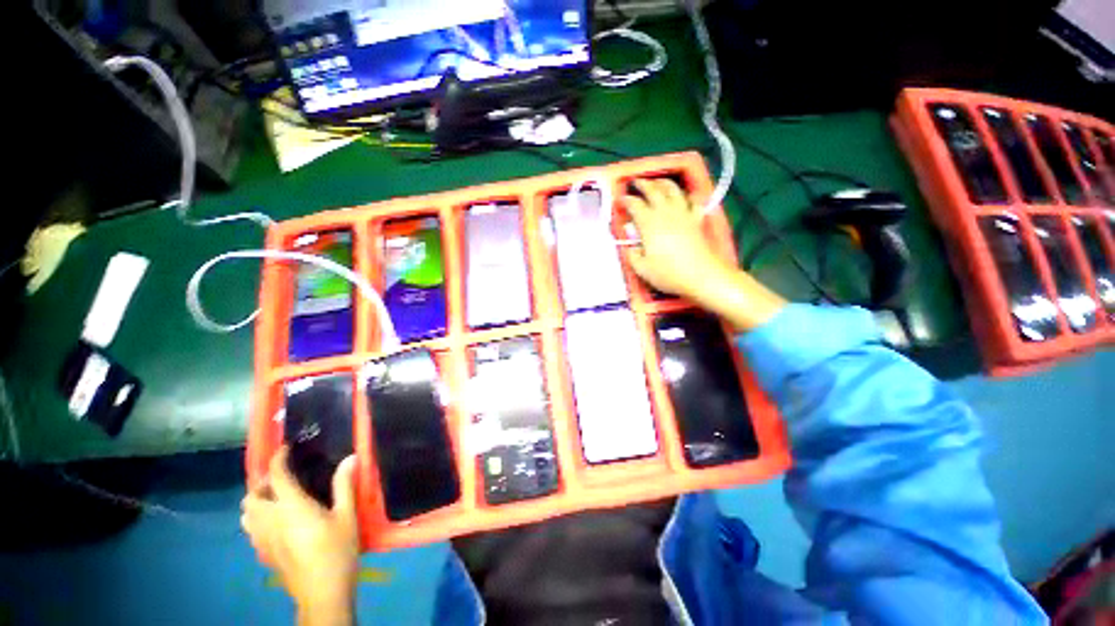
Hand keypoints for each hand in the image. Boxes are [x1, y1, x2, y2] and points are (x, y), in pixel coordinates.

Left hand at [241, 448, 358, 625]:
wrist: (322, 592)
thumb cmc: (337, 550)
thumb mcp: (347, 516)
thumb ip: (344, 485)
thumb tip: (351, 458)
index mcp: (291, 507)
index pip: (276, 477)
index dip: (278, 459)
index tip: (286, 449)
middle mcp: (270, 520)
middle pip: (252, 496)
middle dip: (262, 482)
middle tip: (282, 477)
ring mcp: (263, 540)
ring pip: (246, 514)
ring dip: (256, 501)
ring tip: (275, 498)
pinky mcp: (263, 553)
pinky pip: (251, 530)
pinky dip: (257, 519)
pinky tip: (276, 522)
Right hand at [621, 179, 729, 299]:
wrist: (701, 276)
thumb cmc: (668, 273)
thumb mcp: (642, 269)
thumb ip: (632, 255)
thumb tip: (630, 247)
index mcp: (649, 223)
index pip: (634, 205)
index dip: (626, 200)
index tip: (620, 200)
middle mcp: (665, 213)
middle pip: (653, 190)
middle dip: (643, 184)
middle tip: (636, 182)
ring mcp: (683, 213)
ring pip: (673, 190)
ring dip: (663, 183)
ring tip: (657, 182)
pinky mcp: (696, 219)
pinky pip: (693, 201)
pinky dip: (688, 195)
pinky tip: (685, 197)